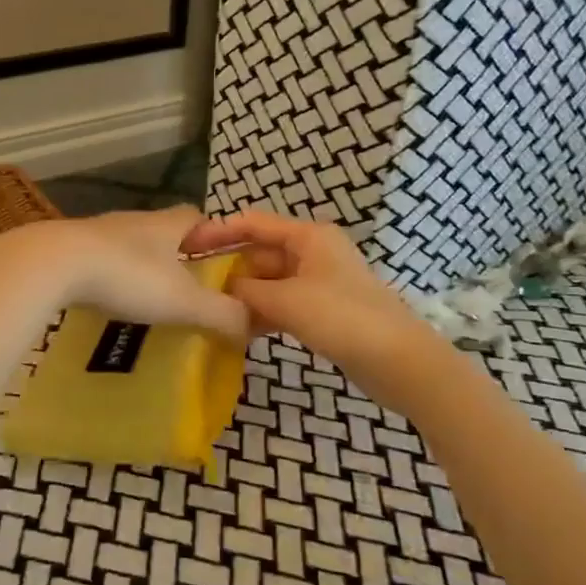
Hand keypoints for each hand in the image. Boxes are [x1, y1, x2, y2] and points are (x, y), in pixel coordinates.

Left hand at [0, 207, 247, 340]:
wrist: (52, 264)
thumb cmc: (127, 275)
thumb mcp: (183, 300)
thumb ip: (221, 313)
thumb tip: (252, 325)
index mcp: (166, 224)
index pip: (197, 217)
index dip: (212, 236)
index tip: (220, 260)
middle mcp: (134, 220)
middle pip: (164, 230)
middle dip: (177, 254)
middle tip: (187, 286)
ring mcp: (98, 232)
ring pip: (130, 244)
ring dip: (141, 265)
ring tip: (148, 297)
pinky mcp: (71, 248)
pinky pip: (100, 259)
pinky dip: (110, 275)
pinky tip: (108, 299)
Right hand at [183, 209, 441, 383]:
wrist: (400, 361)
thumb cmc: (343, 318)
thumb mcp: (287, 301)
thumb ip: (248, 293)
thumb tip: (222, 291)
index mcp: (308, 236)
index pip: (253, 223)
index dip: (219, 231)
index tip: (186, 247)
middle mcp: (313, 252)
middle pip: (261, 252)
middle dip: (231, 269)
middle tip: (195, 288)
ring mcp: (319, 282)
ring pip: (270, 281)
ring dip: (245, 295)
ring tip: (211, 310)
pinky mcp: (323, 309)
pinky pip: (283, 303)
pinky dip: (263, 313)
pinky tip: (240, 329)